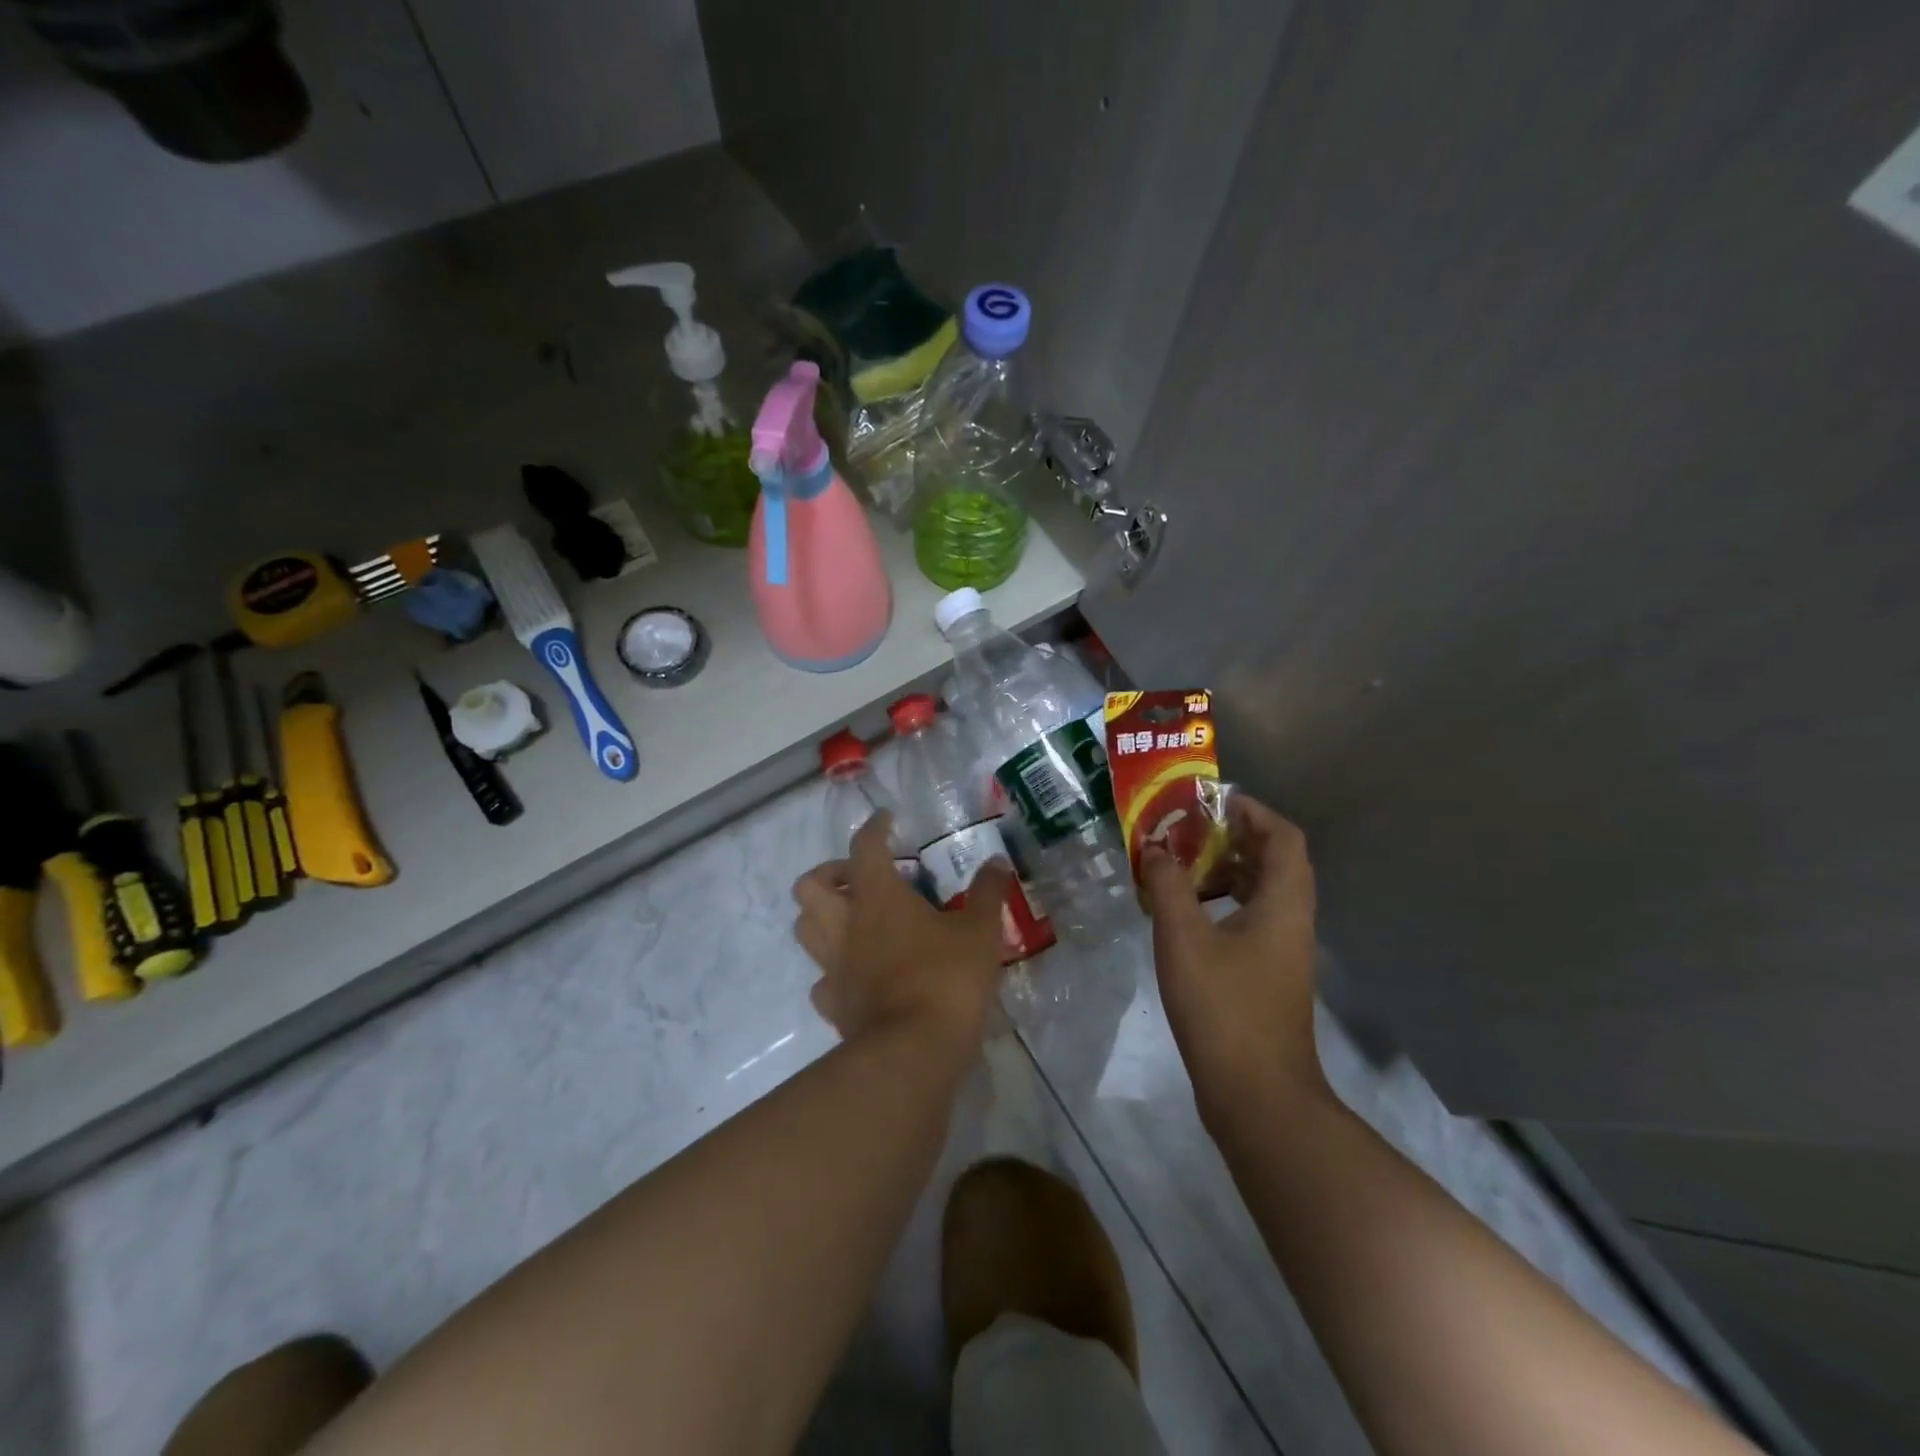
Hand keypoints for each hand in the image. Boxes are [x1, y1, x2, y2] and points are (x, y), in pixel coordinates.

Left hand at [792, 812, 1011, 1054]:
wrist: (912, 1053)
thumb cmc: (946, 979)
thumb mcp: (980, 931)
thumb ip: (988, 892)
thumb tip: (997, 861)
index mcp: (878, 897)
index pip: (864, 846)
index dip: (874, 827)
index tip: (886, 820)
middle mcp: (845, 926)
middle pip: (810, 886)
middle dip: (830, 874)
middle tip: (862, 878)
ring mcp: (834, 967)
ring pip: (805, 928)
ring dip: (822, 916)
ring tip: (855, 919)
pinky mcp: (834, 1005)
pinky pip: (823, 979)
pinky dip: (835, 970)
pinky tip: (859, 972)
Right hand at [1139, 794, 1326, 1123]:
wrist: (1256, 1094)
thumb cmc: (1223, 1007)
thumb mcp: (1184, 938)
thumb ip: (1168, 886)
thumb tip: (1155, 849)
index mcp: (1284, 904)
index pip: (1283, 836)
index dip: (1252, 811)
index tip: (1211, 802)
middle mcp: (1292, 921)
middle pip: (1274, 861)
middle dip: (1232, 838)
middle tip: (1187, 830)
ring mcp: (1283, 952)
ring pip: (1261, 893)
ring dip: (1224, 871)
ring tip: (1179, 865)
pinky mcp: (1268, 977)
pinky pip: (1250, 920)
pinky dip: (1221, 905)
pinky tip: (1184, 915)